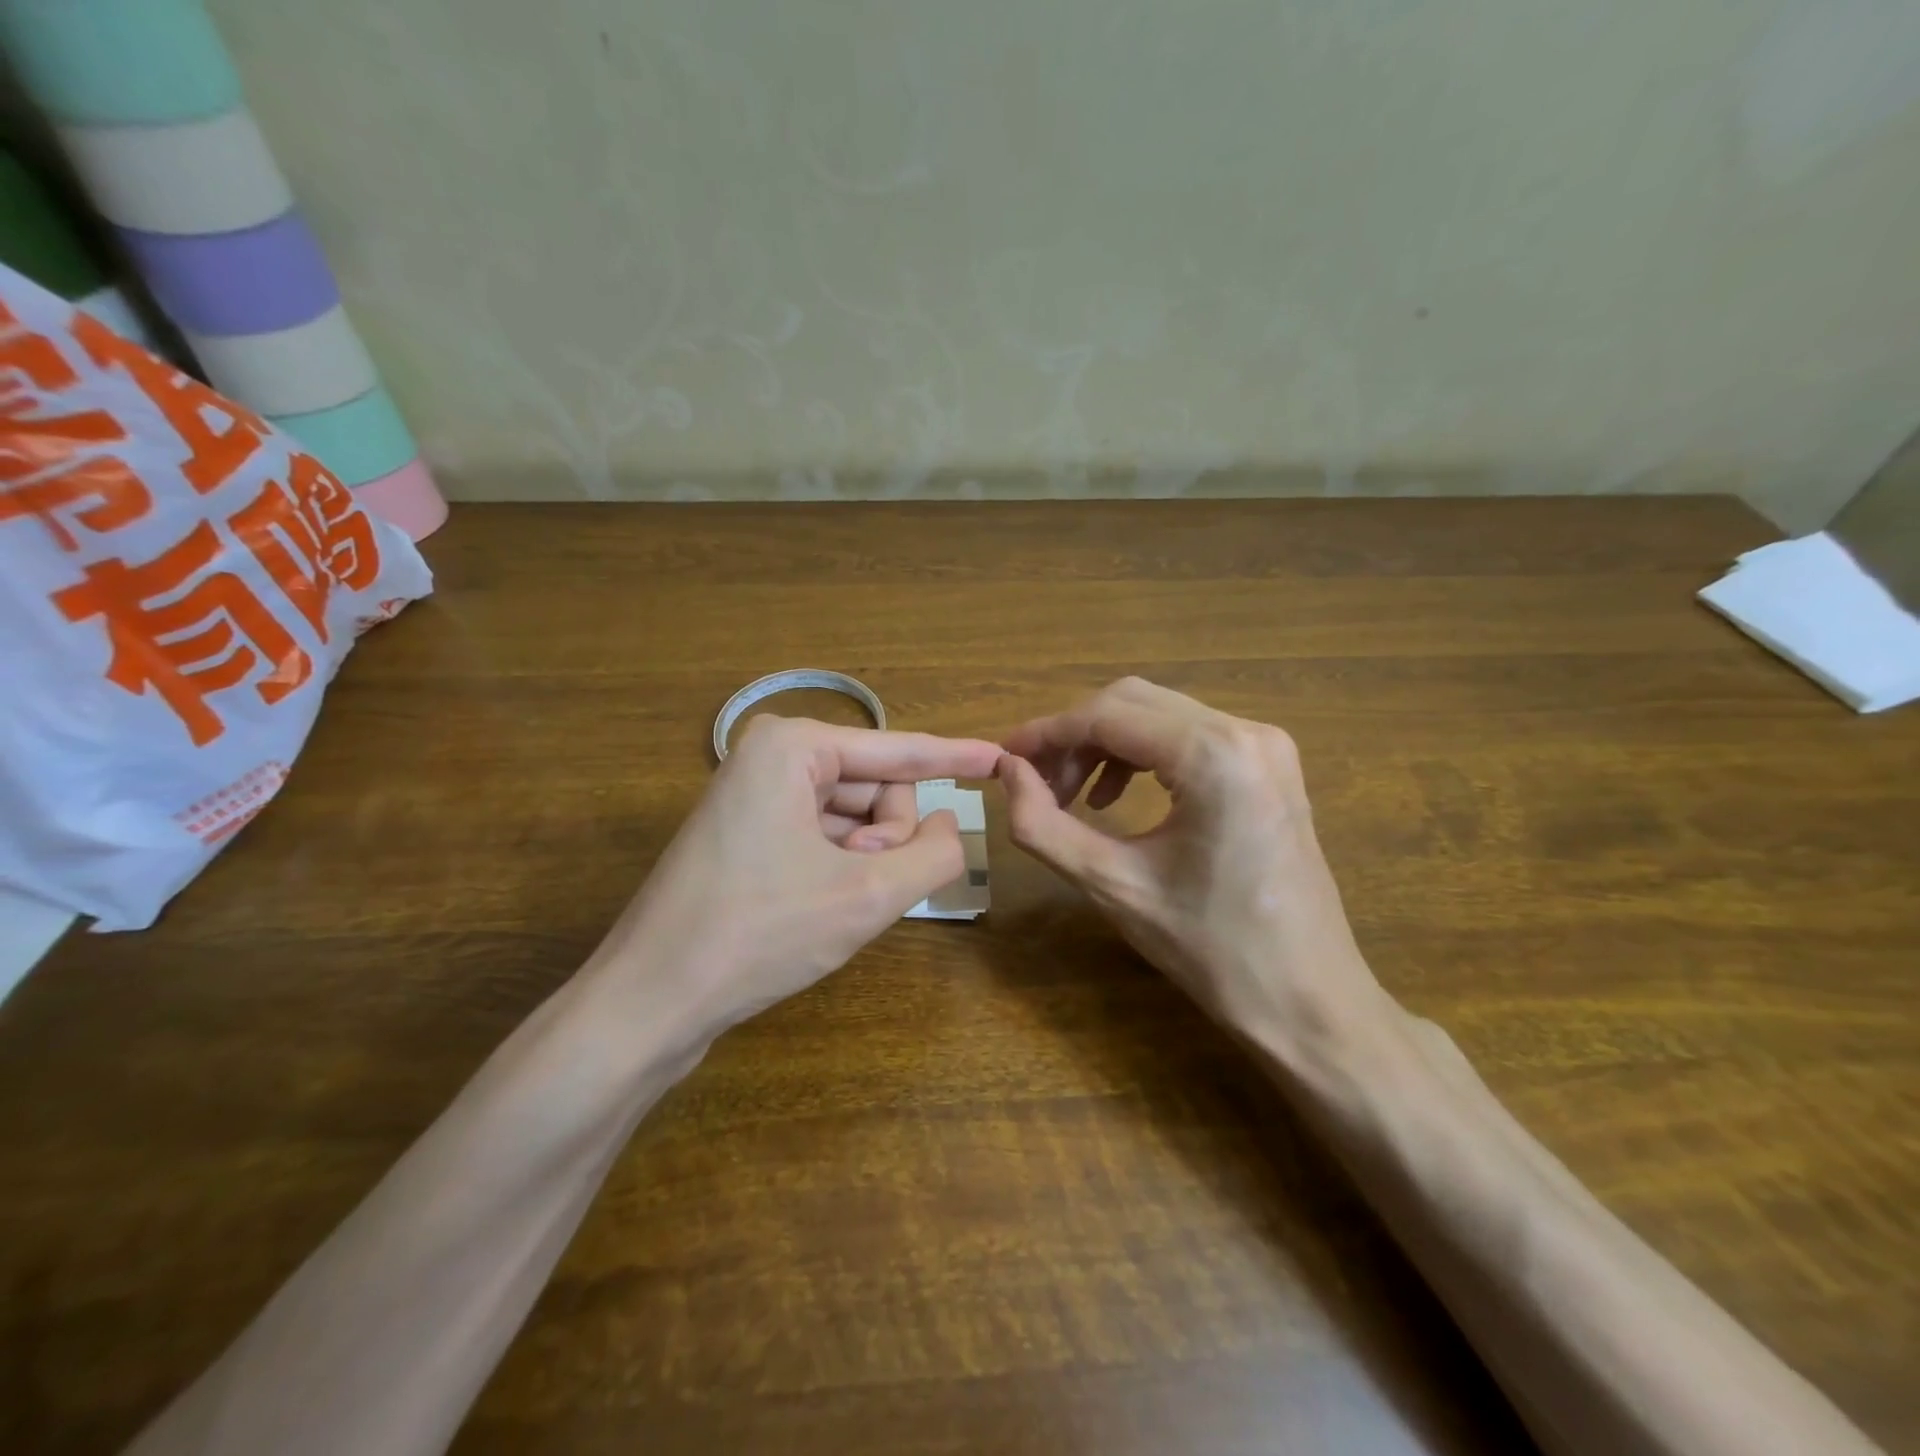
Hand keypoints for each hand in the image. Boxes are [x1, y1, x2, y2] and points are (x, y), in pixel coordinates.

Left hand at [594, 716, 1001, 1044]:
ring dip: (864, 858)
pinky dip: (839, 866)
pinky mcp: (744, 832)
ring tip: (838, 902)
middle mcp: (770, 756)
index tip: (1000, 757)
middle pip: (874, 787)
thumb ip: (933, 855)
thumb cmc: (760, 934)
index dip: (955, 757)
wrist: (650, 1000)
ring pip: (851, 816)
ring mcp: (752, 794)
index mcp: (793, 747)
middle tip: (864, 885)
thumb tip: (951, 825)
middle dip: (886, 837)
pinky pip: (820, 834)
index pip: (899, 751)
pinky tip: (821, 904)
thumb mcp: (866, 895)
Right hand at [999, 678, 1386, 1049]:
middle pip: (1132, 703)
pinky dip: (1142, 756)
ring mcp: (1265, 744)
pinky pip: (1189, 737)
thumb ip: (1043, 824)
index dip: (1046, 733)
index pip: (1107, 715)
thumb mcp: (1112, 885)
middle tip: (1037, 784)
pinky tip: (1117, 800)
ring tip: (1073, 798)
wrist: (1308, 1000)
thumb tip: (1007, 771)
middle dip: (1074, 737)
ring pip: (1159, 715)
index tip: (1004, 758)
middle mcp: (1245, 730)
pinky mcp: (1269, 765)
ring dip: (1105, 745)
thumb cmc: (1211, 951)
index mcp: (1213, 755)